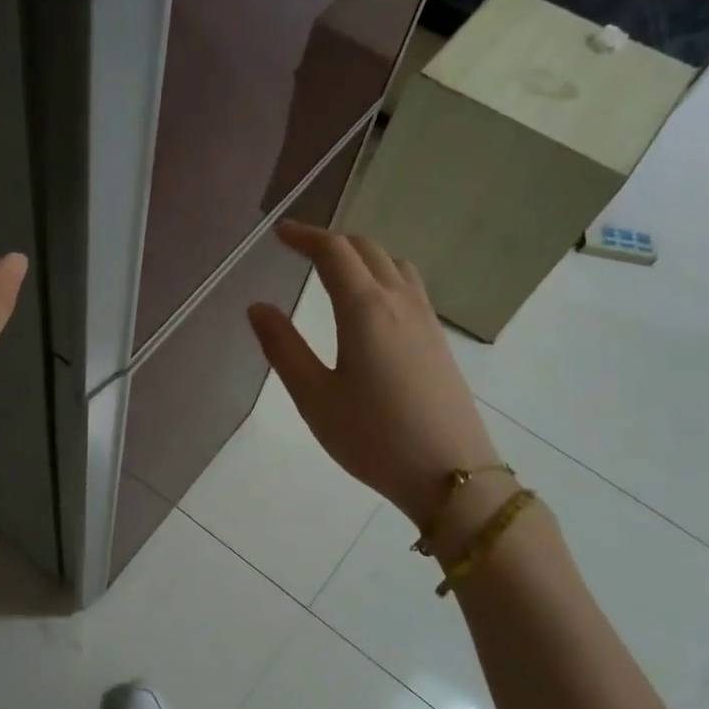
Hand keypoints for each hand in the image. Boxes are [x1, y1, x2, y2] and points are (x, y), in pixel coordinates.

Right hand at [247, 222, 497, 531]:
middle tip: (300, 248)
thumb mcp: (314, 397)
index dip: (305, 236)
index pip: (333, 252)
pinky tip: (372, 302)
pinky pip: (410, 285)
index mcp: (365, 309)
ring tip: (335, 269)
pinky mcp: (438, 340)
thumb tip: (257, 307)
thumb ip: (283, 348)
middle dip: (331, 241)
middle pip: (367, 249)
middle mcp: (399, 302)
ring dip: (361, 254)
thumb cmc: (373, 437)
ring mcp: (426, 319)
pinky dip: (383, 273)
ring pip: (394, 263)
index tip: (280, 233)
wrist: (451, 474)